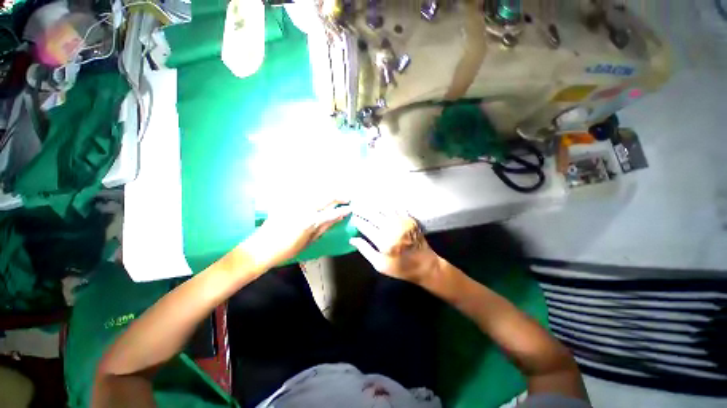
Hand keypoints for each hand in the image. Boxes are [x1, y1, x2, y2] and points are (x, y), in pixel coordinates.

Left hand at [244, 200, 350, 269]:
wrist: (261, 247)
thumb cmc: (287, 249)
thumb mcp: (309, 241)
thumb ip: (324, 227)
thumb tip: (337, 218)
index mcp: (311, 221)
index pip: (332, 213)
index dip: (343, 210)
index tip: (351, 208)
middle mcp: (305, 208)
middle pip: (326, 197)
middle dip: (339, 196)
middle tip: (346, 197)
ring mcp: (296, 203)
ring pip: (317, 192)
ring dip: (328, 192)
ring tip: (336, 194)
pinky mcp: (288, 201)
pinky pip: (304, 193)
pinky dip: (314, 193)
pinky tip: (318, 194)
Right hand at [349, 210, 440, 283]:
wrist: (426, 265)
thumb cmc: (401, 268)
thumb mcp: (380, 264)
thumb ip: (365, 250)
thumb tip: (352, 239)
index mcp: (384, 241)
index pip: (366, 226)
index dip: (357, 221)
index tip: (352, 218)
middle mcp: (392, 228)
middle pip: (373, 214)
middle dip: (362, 209)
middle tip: (355, 206)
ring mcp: (402, 222)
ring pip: (383, 208)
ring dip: (373, 205)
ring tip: (365, 202)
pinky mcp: (409, 219)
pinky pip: (396, 207)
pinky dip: (387, 204)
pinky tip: (381, 203)